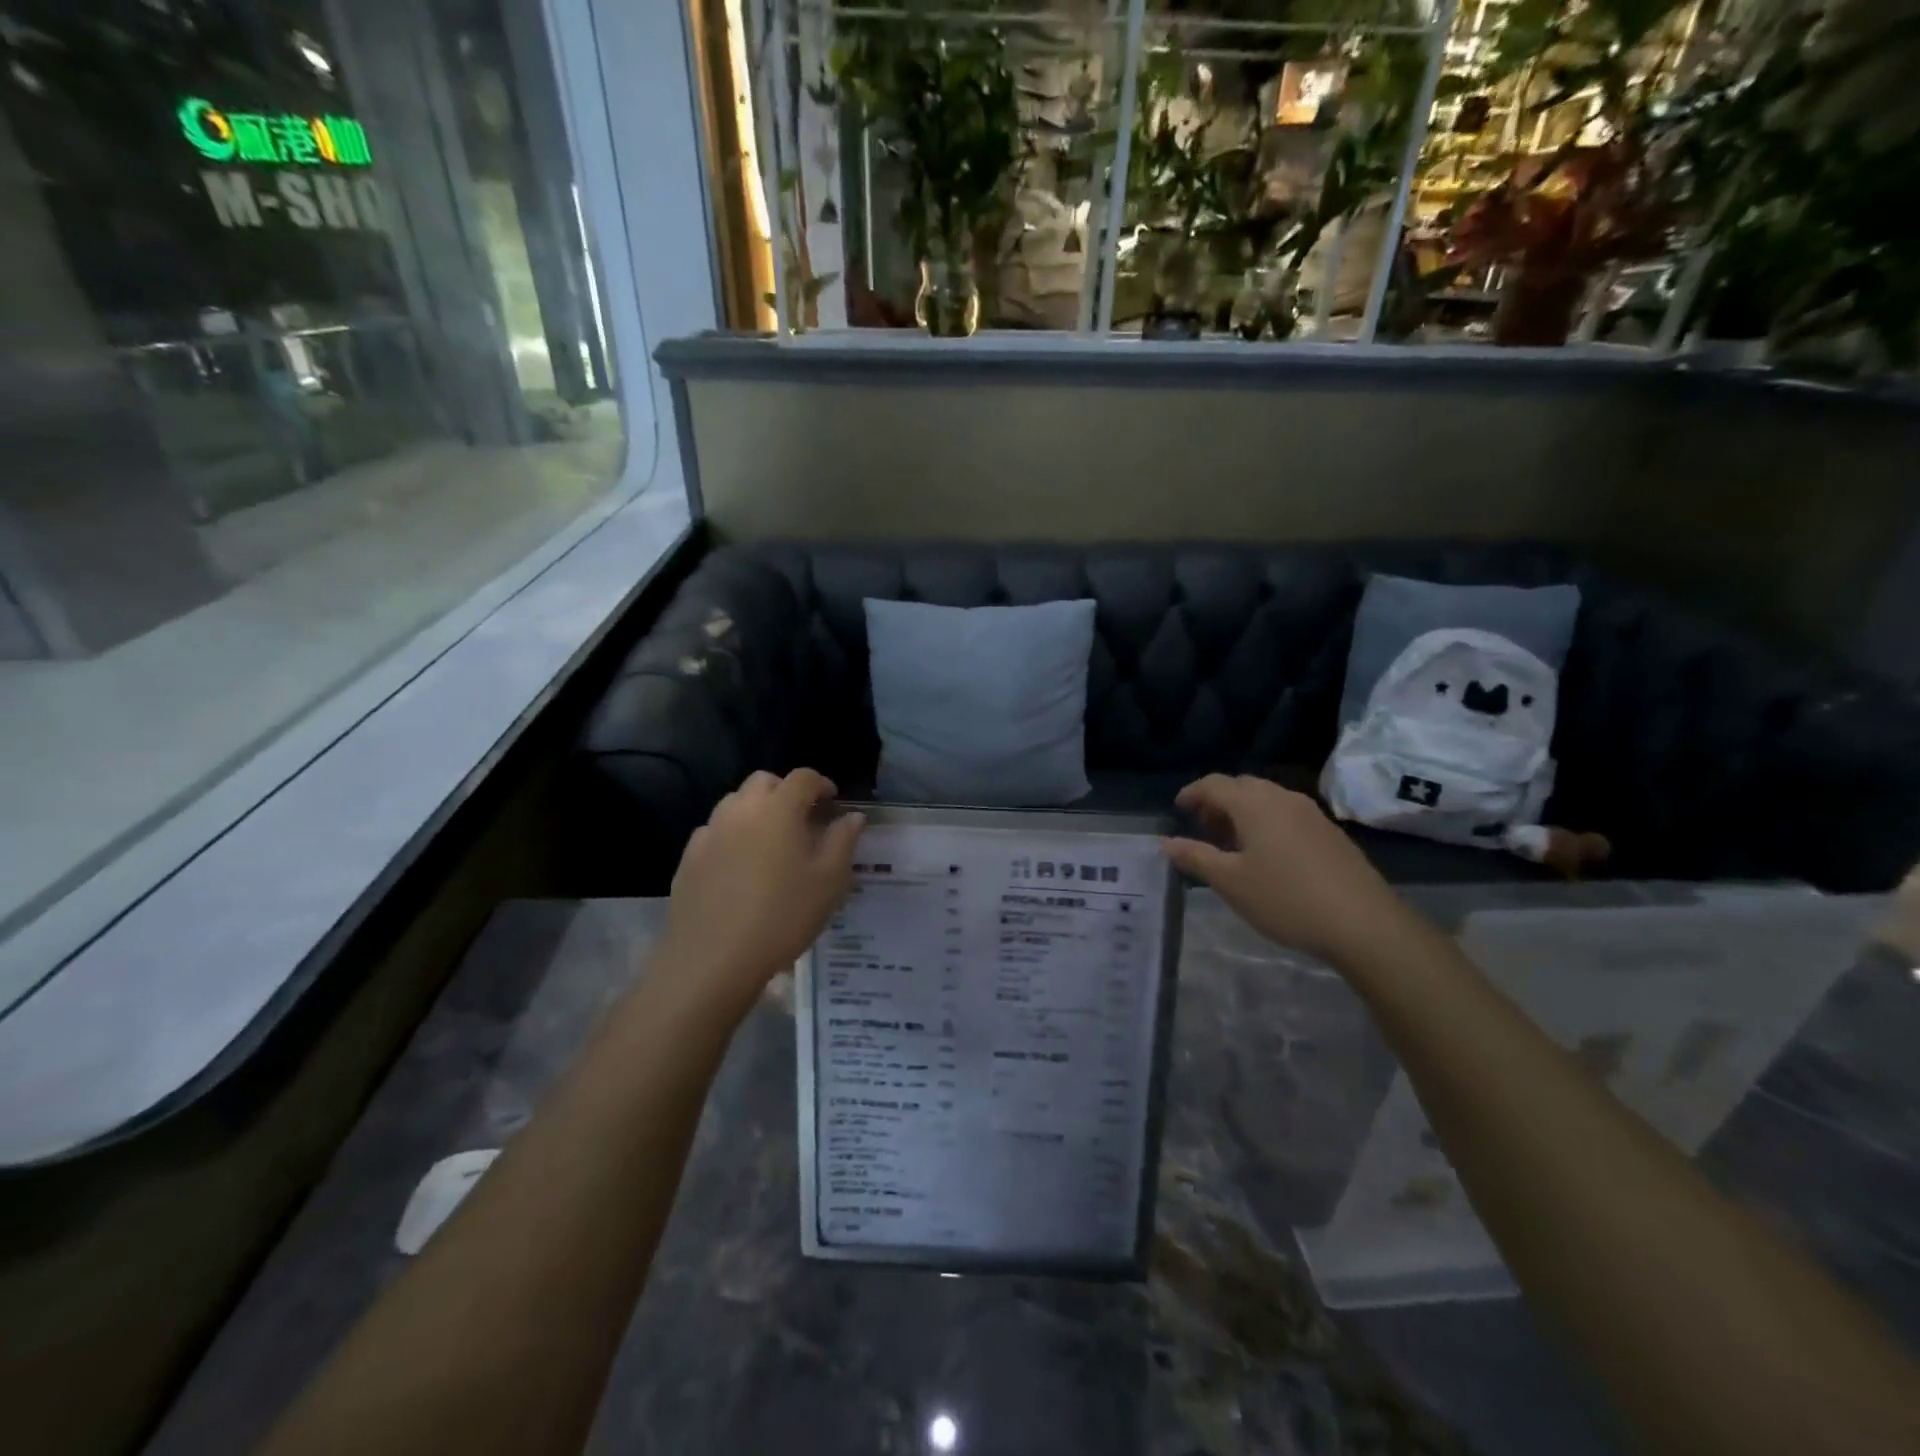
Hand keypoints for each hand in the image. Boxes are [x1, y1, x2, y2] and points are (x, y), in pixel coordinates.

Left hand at [659, 769, 863, 1019]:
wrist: (714, 959)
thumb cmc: (783, 916)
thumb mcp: (829, 881)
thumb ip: (843, 841)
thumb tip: (851, 817)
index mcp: (779, 809)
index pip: (803, 777)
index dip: (821, 784)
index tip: (832, 802)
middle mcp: (741, 810)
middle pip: (764, 782)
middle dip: (785, 791)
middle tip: (802, 819)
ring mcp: (710, 832)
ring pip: (735, 803)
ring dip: (756, 810)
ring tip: (771, 841)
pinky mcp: (689, 858)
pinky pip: (714, 831)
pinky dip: (731, 835)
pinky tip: (739, 866)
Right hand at [1162, 774, 1419, 967]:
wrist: (1363, 923)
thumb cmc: (1285, 898)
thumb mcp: (1230, 882)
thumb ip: (1195, 857)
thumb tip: (1166, 842)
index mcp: (1254, 803)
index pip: (1214, 783)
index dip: (1192, 793)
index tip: (1178, 809)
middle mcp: (1282, 798)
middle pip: (1242, 787)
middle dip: (1218, 802)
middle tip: (1203, 829)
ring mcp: (1311, 813)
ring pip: (1267, 800)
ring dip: (1243, 813)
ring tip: (1231, 844)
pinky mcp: (1330, 831)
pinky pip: (1287, 814)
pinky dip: (1267, 822)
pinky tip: (1267, 855)